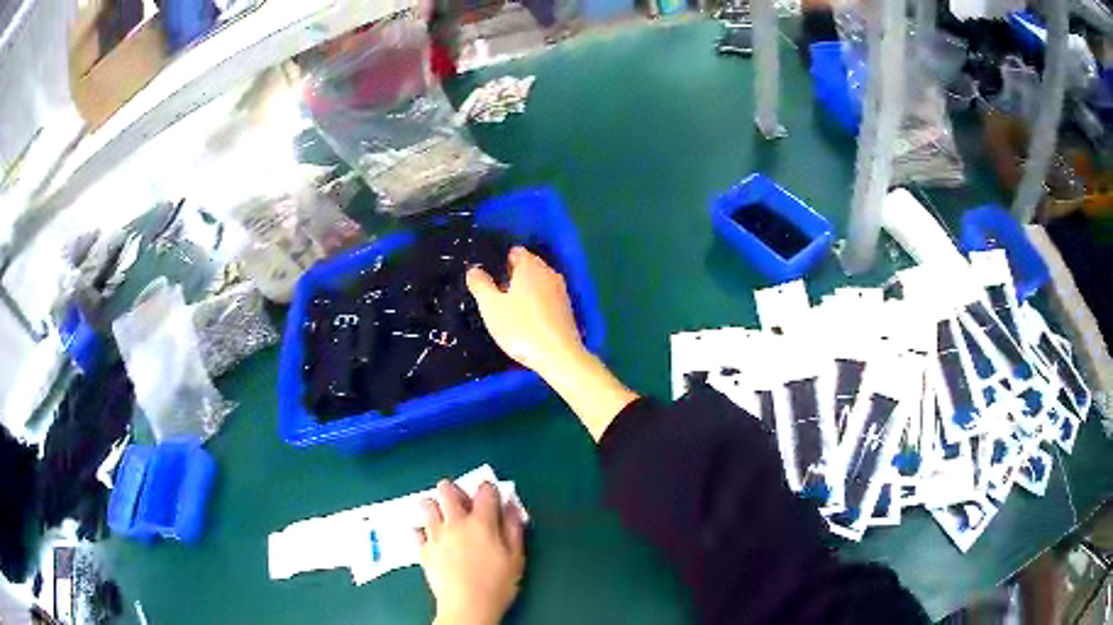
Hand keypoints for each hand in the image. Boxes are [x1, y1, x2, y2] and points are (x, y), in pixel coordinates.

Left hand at [419, 481, 525, 624]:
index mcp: (481, 522)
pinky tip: (430, 538)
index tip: (492, 496)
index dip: (489, 489)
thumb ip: (514, 529)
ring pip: (426, 505)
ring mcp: (435, 536)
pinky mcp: (423, 550)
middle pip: (447, 491)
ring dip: (434, 507)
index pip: (484, 491)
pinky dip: (421, 531)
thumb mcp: (516, 558)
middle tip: (461, 501)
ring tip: (443, 518)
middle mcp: (455, 523)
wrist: (467, 607)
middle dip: (453, 490)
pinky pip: (416, 532)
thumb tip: (511, 507)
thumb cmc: (497, 584)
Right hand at [466, 247, 586, 376]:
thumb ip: (480, 284)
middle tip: (494, 297)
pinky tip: (526, 323)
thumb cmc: (521, 328)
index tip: (487, 279)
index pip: (515, 252)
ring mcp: (560, 291)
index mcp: (531, 266)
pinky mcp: (566, 309)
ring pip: (537, 284)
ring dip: (523, 292)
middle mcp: (549, 273)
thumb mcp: (491, 306)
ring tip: (507, 312)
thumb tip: (474, 269)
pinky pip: (546, 299)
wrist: (559, 356)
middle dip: (510, 277)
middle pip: (527, 267)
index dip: (499, 262)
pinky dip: (535, 305)